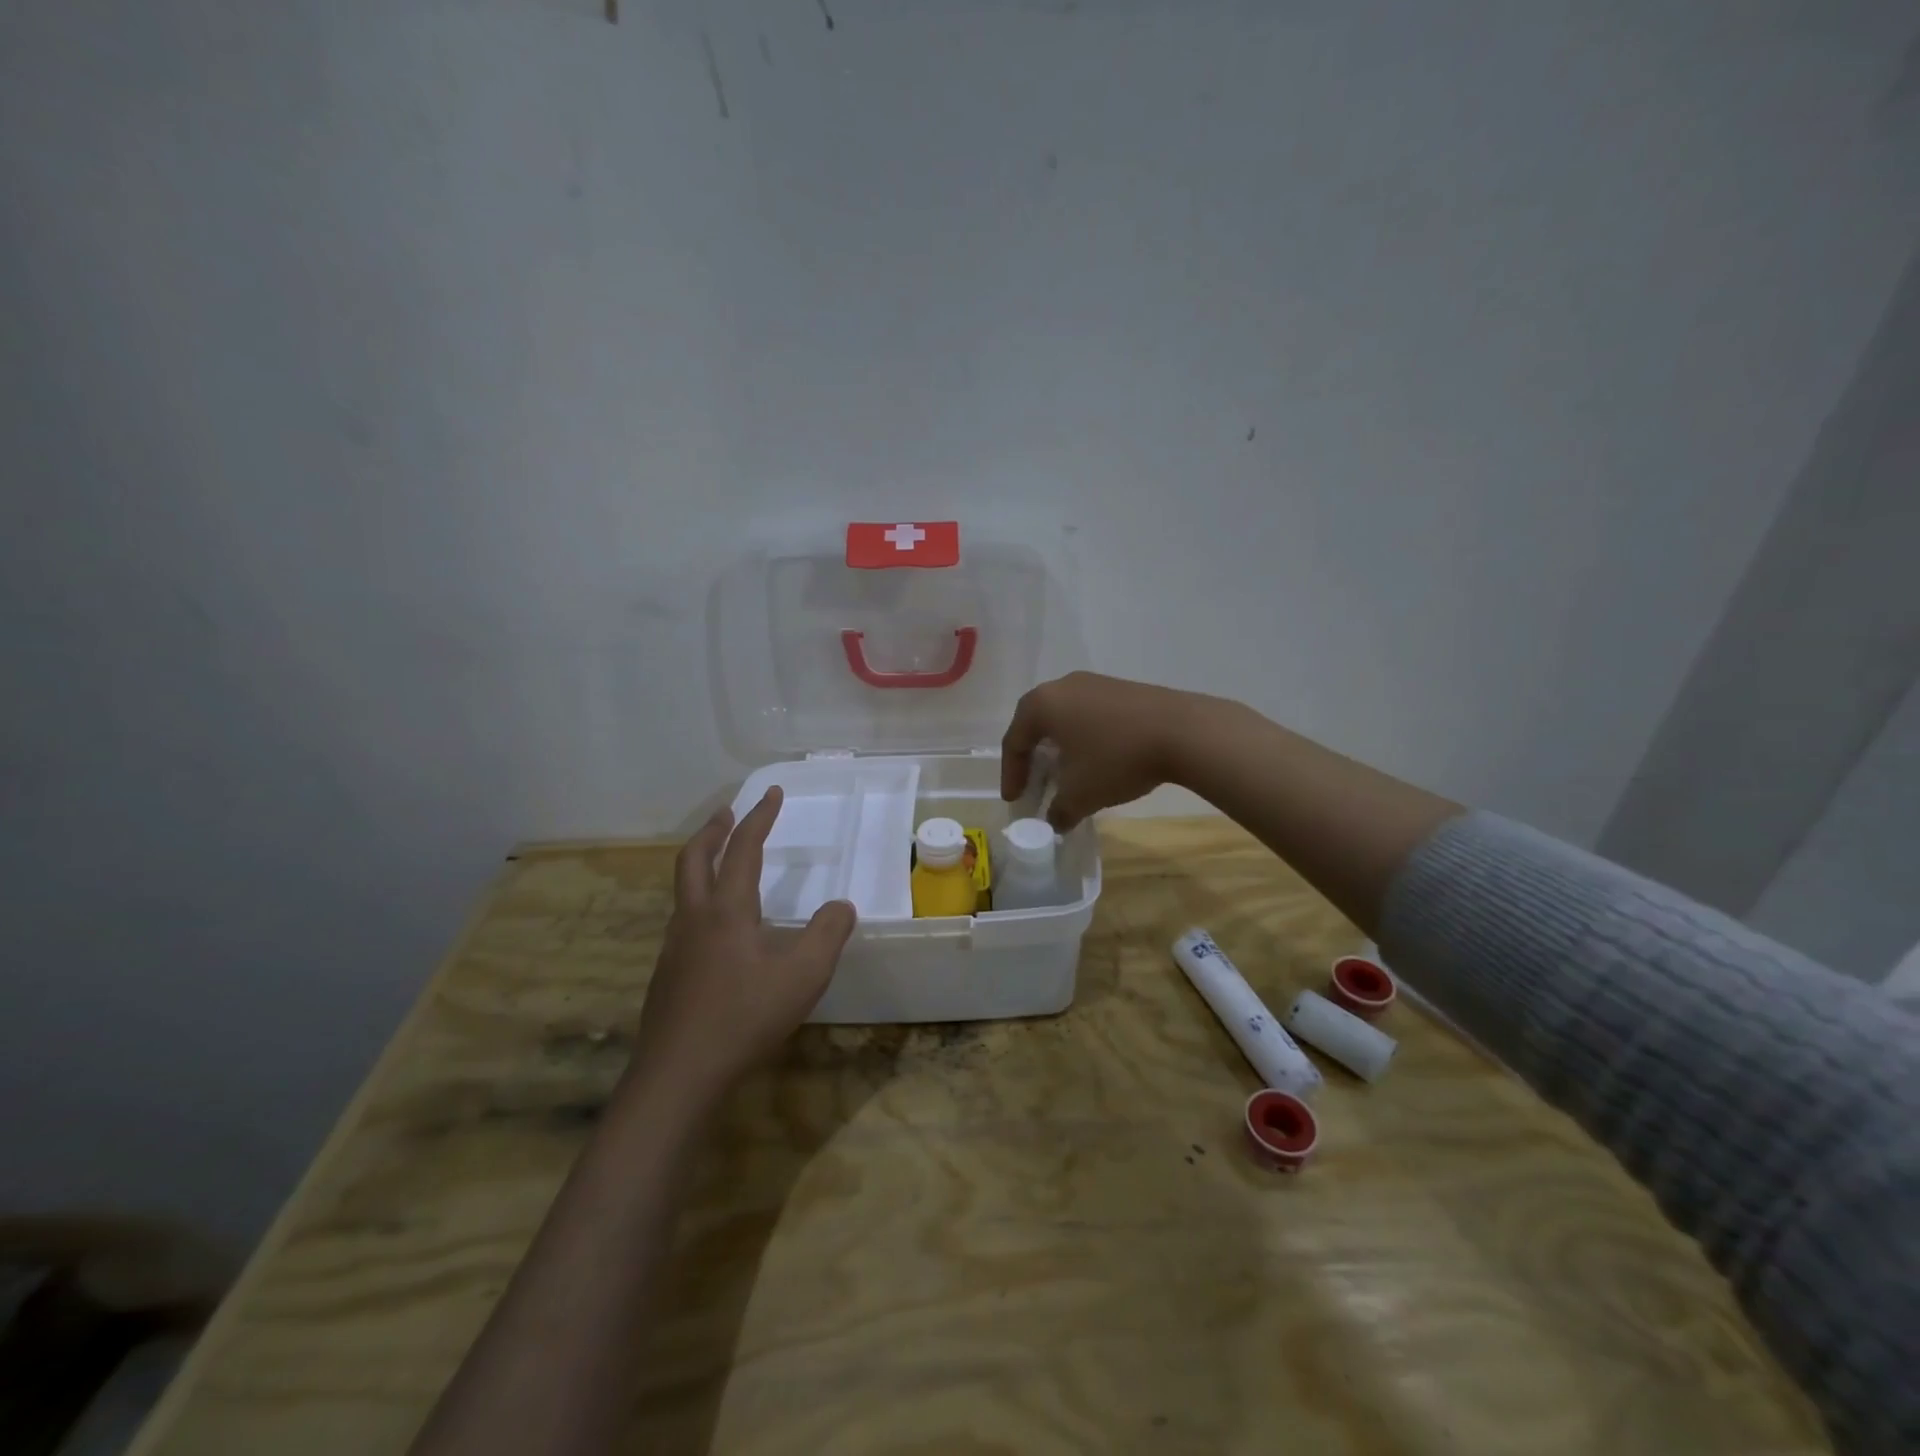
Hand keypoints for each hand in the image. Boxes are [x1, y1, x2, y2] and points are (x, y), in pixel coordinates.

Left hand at [634, 788, 856, 1103]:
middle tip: (729, 813)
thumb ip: (828, 934)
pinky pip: (684, 920)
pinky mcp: (667, 975)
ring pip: (684, 889)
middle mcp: (695, 919)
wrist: (678, 1075)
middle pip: (694, 858)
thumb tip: (842, 906)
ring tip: (724, 864)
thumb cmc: (744, 1017)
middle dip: (714, 830)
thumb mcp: (803, 976)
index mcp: (727, 910)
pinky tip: (719, 929)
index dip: (760, 817)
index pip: (744, 849)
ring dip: (702, 863)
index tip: (772, 792)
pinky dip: (701, 900)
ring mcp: (675, 947)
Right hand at [1000, 672, 1213, 830]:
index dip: (1011, 775)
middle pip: (1036, 724)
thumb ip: (1059, 811)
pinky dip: (1084, 739)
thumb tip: (1055, 821)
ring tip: (1066, 775)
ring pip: (1064, 718)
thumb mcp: (1081, 794)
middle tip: (1035, 785)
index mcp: (1042, 704)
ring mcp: (1094, 683)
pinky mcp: (1121, 689)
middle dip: (1033, 759)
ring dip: (1060, 748)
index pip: (1014, 741)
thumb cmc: (1117, 758)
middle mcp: (1063, 686)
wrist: (1183, 731)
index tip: (1015, 801)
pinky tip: (1097, 760)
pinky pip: (1089, 715)